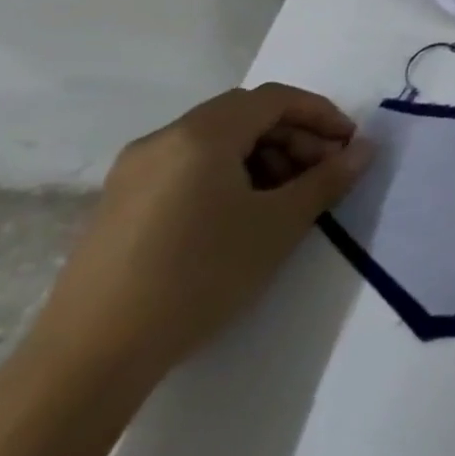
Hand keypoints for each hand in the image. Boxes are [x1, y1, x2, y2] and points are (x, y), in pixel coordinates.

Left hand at [25, 84, 371, 391]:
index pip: (275, 99)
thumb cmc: (199, 276)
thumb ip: (328, 179)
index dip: (321, 114)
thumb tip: (364, 150)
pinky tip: (242, 216)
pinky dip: (228, 174)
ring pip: (216, 141)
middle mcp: (163, 140)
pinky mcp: (120, 204)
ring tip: (287, 199)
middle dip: (294, 136)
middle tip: (324, 173)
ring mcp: (134, 172)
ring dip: (264, 156)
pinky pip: (188, 167)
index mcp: (201, 135)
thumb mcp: (279, 225)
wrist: (91, 356)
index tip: (349, 146)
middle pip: (245, 115)